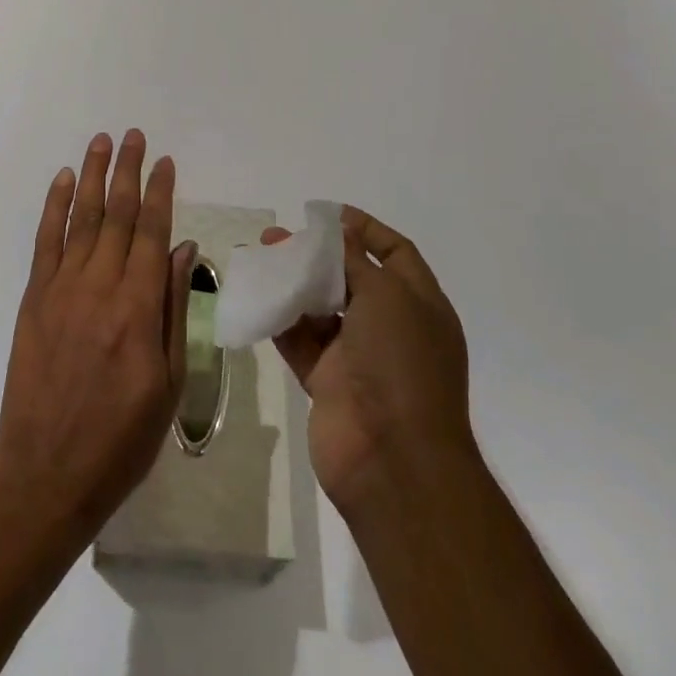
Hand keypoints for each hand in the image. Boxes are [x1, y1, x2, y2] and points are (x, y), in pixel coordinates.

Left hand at [0, 130, 196, 540]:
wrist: (46, 470)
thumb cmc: (120, 436)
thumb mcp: (168, 382)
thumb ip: (175, 309)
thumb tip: (184, 250)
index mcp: (138, 308)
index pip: (153, 233)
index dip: (161, 193)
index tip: (166, 162)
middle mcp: (100, 286)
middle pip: (118, 215)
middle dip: (129, 171)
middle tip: (135, 136)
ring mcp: (62, 288)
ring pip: (83, 218)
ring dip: (94, 176)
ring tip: (102, 142)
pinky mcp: (35, 297)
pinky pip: (46, 241)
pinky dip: (55, 207)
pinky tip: (64, 180)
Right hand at [265, 206, 475, 517]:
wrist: (394, 461)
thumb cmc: (401, 365)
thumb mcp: (386, 297)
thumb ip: (354, 260)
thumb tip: (337, 232)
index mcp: (420, 306)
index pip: (395, 254)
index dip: (366, 230)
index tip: (328, 214)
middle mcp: (391, 328)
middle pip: (351, 279)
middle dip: (316, 255)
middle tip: (277, 236)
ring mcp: (358, 358)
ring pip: (320, 309)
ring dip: (291, 283)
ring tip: (258, 257)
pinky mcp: (328, 383)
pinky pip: (300, 341)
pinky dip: (279, 318)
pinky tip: (256, 295)